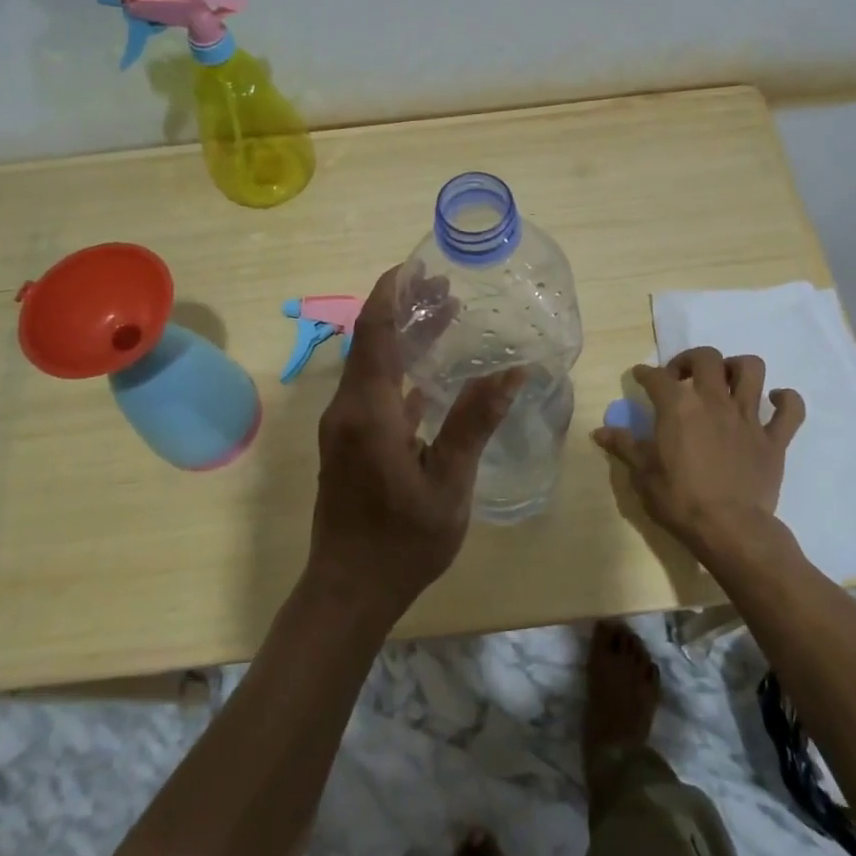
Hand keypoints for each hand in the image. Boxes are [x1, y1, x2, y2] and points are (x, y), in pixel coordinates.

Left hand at [307, 266, 522, 624]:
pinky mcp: (348, 443)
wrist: (348, 590)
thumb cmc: (402, 540)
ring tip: (444, 317)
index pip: (374, 331)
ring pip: (371, 365)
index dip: (392, 293)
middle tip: (446, 290)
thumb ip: (474, 422)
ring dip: (402, 338)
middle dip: (403, 309)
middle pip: (371, 341)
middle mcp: (348, 408)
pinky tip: (430, 373)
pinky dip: (399, 370)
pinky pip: (372, 390)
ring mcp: (344, 426)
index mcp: (368, 410)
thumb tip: (511, 371)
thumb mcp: (448, 482)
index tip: (416, 265)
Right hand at [592, 347, 804, 566]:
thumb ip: (624, 446)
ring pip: (751, 370)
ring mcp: (748, 418)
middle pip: (707, 358)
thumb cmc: (680, 501)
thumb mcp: (643, 474)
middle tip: (682, 376)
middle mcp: (714, 401)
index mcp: (678, 406)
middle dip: (691, 360)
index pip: (656, 377)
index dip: (645, 373)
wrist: (730, 530)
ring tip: (726, 380)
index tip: (640, 376)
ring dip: (738, 368)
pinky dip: (786, 400)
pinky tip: (775, 401)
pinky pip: (791, 410)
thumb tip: (600, 431)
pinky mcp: (774, 439)